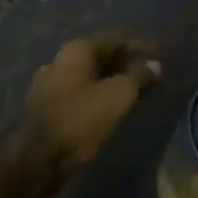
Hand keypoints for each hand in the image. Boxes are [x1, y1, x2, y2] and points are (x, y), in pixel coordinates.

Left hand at [5, 31, 160, 197]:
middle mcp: (62, 60)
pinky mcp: (48, 108)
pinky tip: (113, 108)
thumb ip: (139, 76)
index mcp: (78, 50)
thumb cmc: (80, 119)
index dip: (141, 45)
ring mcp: (51, 84)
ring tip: (137, 92)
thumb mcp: (118, 96)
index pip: (116, 37)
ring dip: (115, 81)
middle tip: (153, 75)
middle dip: (129, 63)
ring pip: (91, 76)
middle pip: (102, 55)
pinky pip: (82, 93)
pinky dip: (101, 95)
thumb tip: (155, 65)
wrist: (36, 159)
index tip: (162, 55)